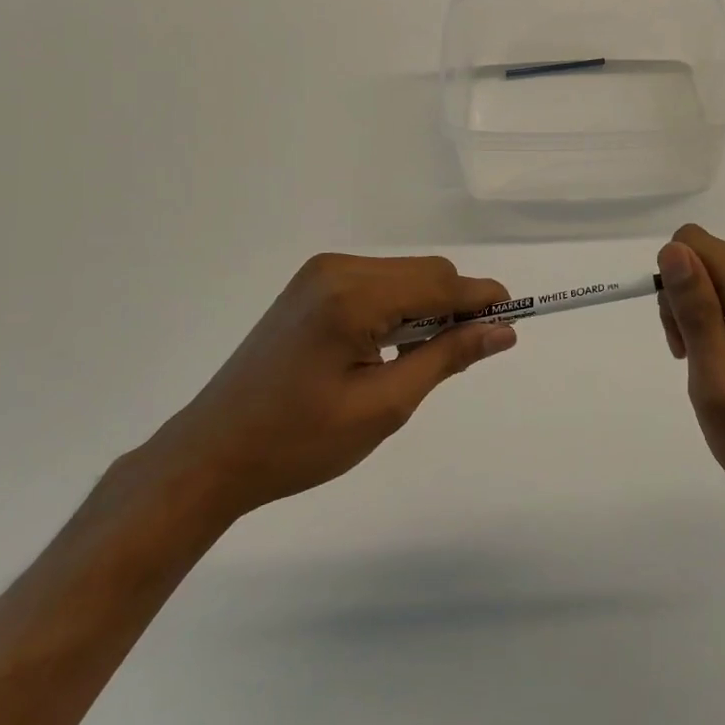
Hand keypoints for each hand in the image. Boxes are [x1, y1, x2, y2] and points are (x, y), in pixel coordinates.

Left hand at [152, 254, 514, 520]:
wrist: (212, 455)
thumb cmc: (300, 442)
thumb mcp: (384, 406)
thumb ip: (447, 357)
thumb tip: (502, 330)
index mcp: (352, 296)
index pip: (440, 282)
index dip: (482, 299)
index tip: (512, 324)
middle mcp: (337, 269)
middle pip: (425, 272)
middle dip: (454, 306)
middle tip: (462, 357)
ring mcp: (320, 273)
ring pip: (404, 276)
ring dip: (426, 308)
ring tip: (415, 361)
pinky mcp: (311, 286)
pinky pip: (377, 282)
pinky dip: (398, 308)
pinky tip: (384, 348)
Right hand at [657, 225, 724, 507]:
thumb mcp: (716, 387)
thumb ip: (696, 314)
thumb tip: (673, 251)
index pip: (693, 244)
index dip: (674, 286)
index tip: (682, 337)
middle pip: (704, 254)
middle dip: (684, 299)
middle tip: (692, 355)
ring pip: (715, 267)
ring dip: (700, 309)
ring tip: (710, 362)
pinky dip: (719, 313)